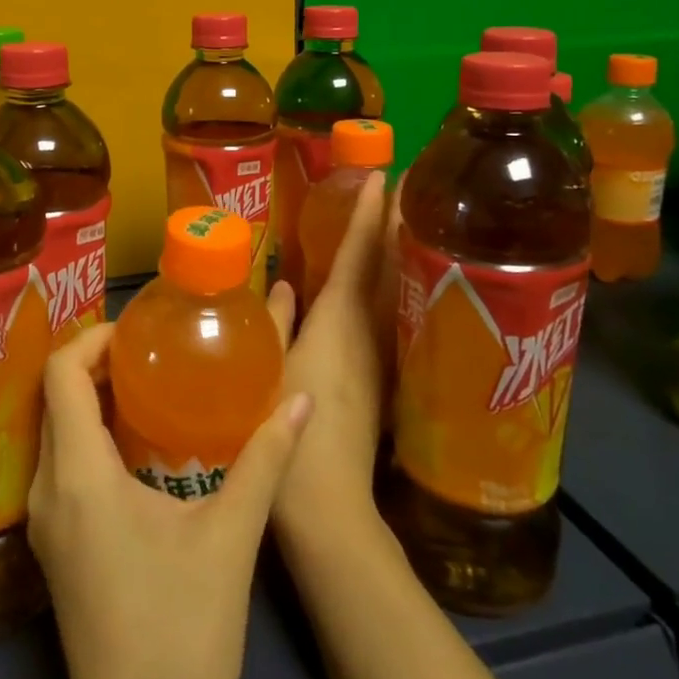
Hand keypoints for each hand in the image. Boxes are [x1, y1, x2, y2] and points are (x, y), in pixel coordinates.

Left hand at [29, 321, 312, 678]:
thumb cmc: (182, 633)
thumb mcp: (230, 539)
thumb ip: (264, 461)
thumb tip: (302, 400)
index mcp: (79, 476)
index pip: (59, 375)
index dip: (91, 340)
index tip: (137, 334)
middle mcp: (47, 490)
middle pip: (52, 398)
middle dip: (95, 365)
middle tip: (151, 353)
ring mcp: (44, 522)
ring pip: (54, 432)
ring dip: (91, 400)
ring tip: (148, 387)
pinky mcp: (54, 547)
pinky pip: (60, 465)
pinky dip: (89, 436)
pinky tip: (136, 445)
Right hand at [272, 170, 396, 537]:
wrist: (328, 505)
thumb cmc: (287, 431)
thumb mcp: (268, 370)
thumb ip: (276, 322)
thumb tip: (282, 284)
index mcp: (338, 322)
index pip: (359, 254)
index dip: (368, 213)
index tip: (380, 174)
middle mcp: (370, 331)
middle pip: (392, 266)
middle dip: (401, 222)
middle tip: (409, 182)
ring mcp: (384, 355)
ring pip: (399, 289)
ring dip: (404, 251)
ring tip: (406, 217)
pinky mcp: (387, 378)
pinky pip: (394, 316)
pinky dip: (397, 287)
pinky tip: (395, 282)